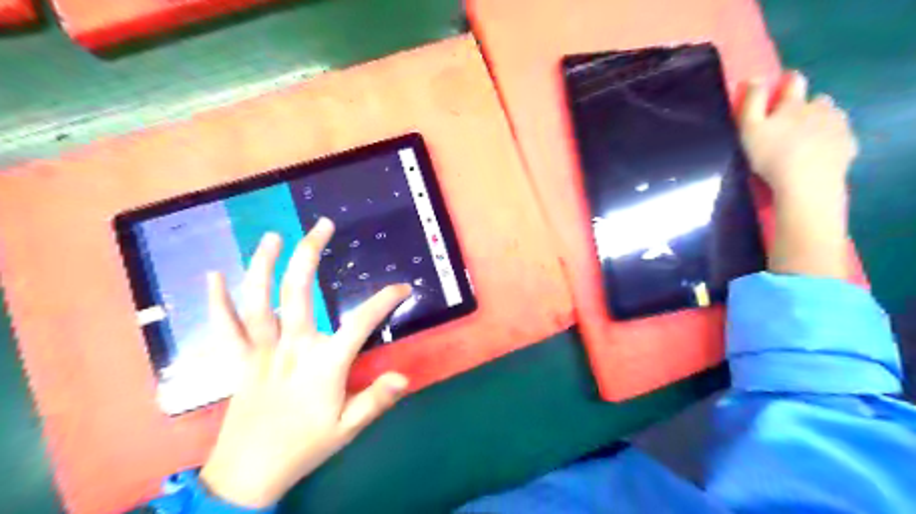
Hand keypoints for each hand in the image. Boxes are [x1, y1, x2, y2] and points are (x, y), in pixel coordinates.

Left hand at [203, 219, 415, 509]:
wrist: (247, 476)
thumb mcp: (347, 429)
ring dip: (263, 265)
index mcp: (324, 364)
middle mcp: (291, 348)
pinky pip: (224, 328)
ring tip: (273, 237)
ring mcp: (260, 351)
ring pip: (258, 301)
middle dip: (310, 255)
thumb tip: (405, 376)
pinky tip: (212, 275)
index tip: (402, 287)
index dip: (384, 301)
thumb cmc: (303, 448)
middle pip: (299, 293)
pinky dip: (216, 301)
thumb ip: (376, 400)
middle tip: (321, 226)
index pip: (360, 323)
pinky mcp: (237, 361)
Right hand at [735, 70, 859, 197]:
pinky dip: (831, 141)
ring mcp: (837, 126)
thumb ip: (751, 102)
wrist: (806, 183)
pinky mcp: (847, 145)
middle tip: (791, 122)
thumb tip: (753, 78)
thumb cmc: (771, 155)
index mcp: (793, 104)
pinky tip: (820, 153)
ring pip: (831, 116)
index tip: (782, 85)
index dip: (788, 81)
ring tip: (806, 138)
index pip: (794, 82)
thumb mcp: (749, 129)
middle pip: (817, 99)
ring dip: (820, 121)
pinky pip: (840, 137)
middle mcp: (820, 109)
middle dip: (806, 105)